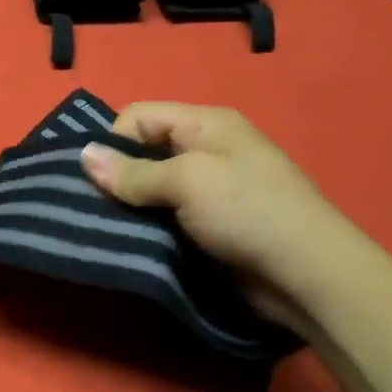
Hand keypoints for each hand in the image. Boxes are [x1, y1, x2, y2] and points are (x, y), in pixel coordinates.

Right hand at [79, 103, 362, 321]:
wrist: (308, 275)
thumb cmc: (247, 212)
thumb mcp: (187, 182)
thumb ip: (133, 172)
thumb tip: (83, 155)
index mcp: (204, 124)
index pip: (138, 117)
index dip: (113, 142)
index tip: (97, 179)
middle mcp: (204, 149)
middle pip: (142, 152)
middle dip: (116, 177)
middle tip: (93, 208)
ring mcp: (208, 189)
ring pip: (150, 188)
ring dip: (130, 207)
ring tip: (108, 229)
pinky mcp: (208, 224)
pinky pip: (165, 216)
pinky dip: (147, 226)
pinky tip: (132, 243)